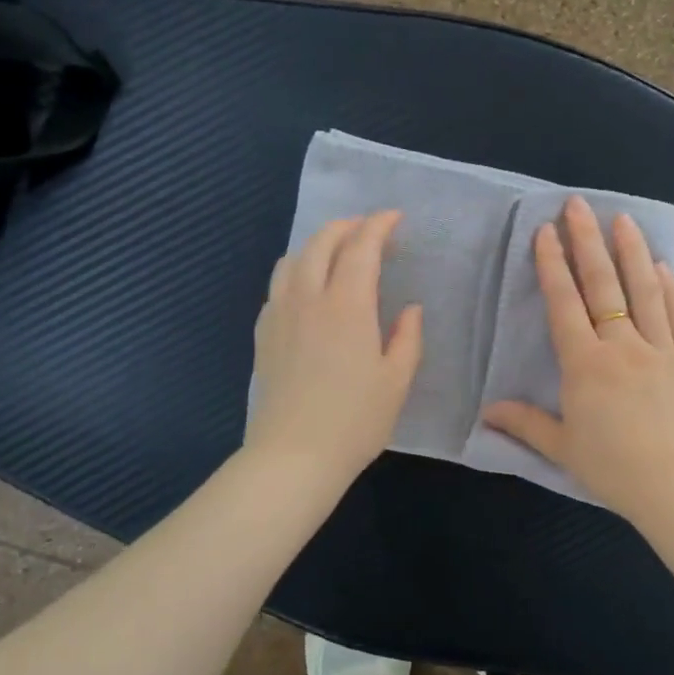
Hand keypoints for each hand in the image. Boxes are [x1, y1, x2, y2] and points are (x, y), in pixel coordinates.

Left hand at [246, 210, 422, 487]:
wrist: (293, 456)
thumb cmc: (355, 421)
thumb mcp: (396, 381)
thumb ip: (407, 338)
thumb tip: (409, 309)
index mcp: (347, 306)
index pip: (361, 248)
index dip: (378, 226)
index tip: (394, 218)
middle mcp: (309, 299)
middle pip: (322, 243)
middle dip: (347, 226)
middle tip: (368, 229)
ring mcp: (280, 314)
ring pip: (293, 259)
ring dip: (317, 244)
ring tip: (337, 251)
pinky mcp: (264, 334)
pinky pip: (278, 285)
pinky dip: (296, 270)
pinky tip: (307, 288)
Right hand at [483, 196, 673, 526]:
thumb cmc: (614, 470)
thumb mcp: (562, 448)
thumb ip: (525, 424)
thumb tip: (486, 412)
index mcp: (586, 365)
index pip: (565, 304)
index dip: (553, 265)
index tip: (546, 231)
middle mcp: (623, 347)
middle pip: (604, 285)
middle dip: (588, 242)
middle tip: (579, 205)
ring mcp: (663, 351)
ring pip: (646, 292)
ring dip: (632, 253)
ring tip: (624, 220)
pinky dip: (673, 292)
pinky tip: (665, 269)